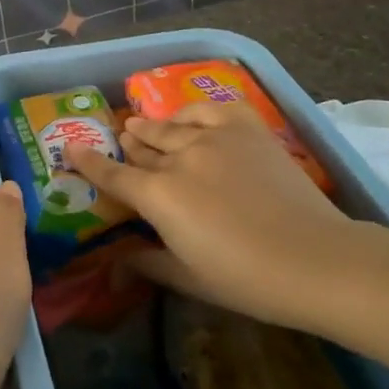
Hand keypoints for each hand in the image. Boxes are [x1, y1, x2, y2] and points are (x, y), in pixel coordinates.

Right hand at [69, 101, 362, 328]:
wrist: (318, 261)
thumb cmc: (248, 280)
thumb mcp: (189, 278)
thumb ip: (147, 262)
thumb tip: (116, 260)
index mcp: (158, 197)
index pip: (111, 174)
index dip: (87, 161)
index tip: (70, 148)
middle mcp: (178, 159)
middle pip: (141, 146)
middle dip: (126, 144)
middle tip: (120, 142)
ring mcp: (212, 139)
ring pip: (169, 126)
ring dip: (151, 127)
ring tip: (142, 126)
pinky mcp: (246, 131)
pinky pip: (209, 109)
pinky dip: (193, 112)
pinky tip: (189, 119)